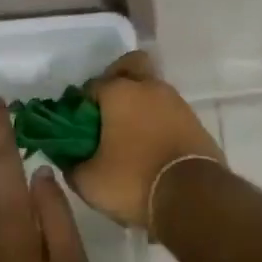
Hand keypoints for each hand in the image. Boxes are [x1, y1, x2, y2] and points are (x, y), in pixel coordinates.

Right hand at [67, 52, 225, 229]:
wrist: (193, 195)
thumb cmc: (134, 180)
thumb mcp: (90, 182)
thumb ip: (72, 165)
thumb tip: (68, 159)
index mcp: (119, 92)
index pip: (92, 85)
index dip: (81, 104)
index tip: (78, 126)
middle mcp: (148, 86)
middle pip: (130, 65)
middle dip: (116, 79)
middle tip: (107, 111)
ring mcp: (174, 100)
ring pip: (151, 88)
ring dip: (139, 103)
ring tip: (129, 135)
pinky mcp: (193, 119)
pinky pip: (168, 110)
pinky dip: (157, 120)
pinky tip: (151, 145)